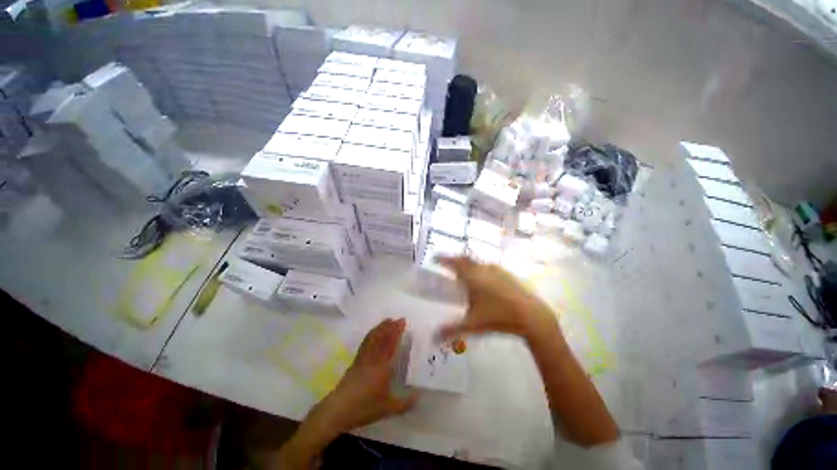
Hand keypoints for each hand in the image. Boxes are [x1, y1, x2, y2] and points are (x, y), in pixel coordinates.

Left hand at [270, 319, 416, 469]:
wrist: (338, 410)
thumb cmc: (364, 407)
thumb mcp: (387, 408)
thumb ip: (404, 403)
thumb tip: (418, 397)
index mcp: (381, 366)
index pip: (391, 343)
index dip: (397, 331)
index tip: (403, 321)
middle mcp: (372, 358)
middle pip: (381, 337)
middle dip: (390, 326)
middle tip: (398, 319)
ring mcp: (362, 358)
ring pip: (372, 337)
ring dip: (380, 327)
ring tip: (387, 321)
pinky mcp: (355, 361)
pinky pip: (365, 343)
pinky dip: (371, 334)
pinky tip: (374, 334)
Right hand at [438, 256, 559, 341]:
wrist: (531, 316)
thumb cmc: (497, 317)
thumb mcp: (472, 325)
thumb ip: (451, 330)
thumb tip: (432, 337)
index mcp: (472, 277)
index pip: (454, 263)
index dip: (443, 259)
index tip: (435, 257)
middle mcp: (483, 270)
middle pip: (465, 259)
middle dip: (455, 259)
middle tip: (447, 263)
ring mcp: (497, 271)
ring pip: (478, 262)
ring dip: (468, 263)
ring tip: (462, 271)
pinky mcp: (507, 275)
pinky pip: (488, 267)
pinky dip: (480, 269)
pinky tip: (483, 278)